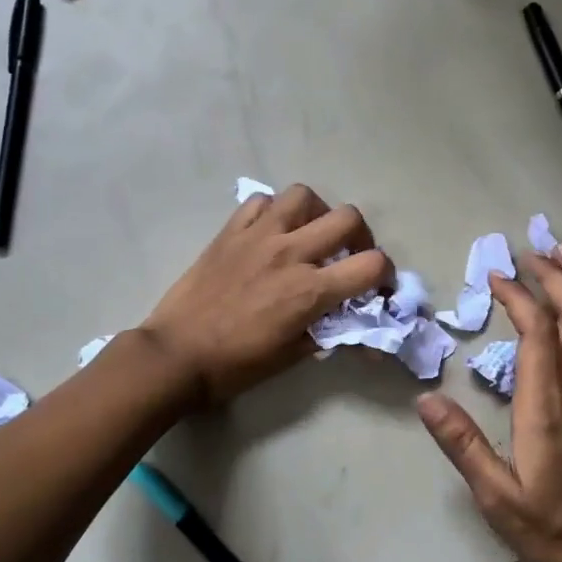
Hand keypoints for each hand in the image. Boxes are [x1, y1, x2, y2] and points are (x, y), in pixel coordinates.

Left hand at [141, 184, 392, 405]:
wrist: (176, 355)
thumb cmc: (235, 365)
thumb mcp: (291, 356)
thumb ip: (325, 332)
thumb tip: (349, 325)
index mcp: (309, 290)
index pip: (371, 265)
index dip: (386, 274)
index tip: (378, 286)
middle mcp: (290, 253)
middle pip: (347, 218)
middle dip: (360, 237)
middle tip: (349, 256)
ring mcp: (258, 236)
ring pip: (304, 196)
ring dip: (317, 213)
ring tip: (310, 235)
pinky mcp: (230, 232)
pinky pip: (260, 202)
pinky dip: (274, 211)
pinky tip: (271, 232)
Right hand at [417, 242, 561, 561]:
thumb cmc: (550, 526)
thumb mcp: (496, 495)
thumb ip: (462, 445)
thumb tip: (426, 400)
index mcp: (550, 410)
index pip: (539, 335)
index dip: (519, 298)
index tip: (496, 276)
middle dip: (556, 276)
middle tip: (531, 247)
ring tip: (559, 254)